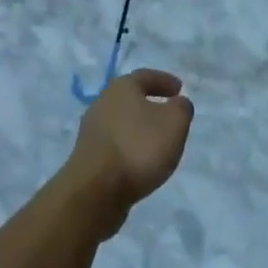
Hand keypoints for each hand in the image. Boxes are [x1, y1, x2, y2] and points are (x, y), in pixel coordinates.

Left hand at [65, 70, 193, 233]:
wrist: (95, 190)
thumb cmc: (139, 148)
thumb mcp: (174, 123)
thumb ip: (181, 108)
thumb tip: (178, 103)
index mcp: (121, 87)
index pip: (145, 76)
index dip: (164, 81)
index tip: (179, 89)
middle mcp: (102, 103)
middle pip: (130, 98)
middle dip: (149, 104)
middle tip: (168, 114)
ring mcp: (91, 130)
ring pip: (121, 122)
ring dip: (138, 128)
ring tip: (156, 142)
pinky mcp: (87, 156)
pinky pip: (114, 144)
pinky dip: (129, 147)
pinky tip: (139, 161)